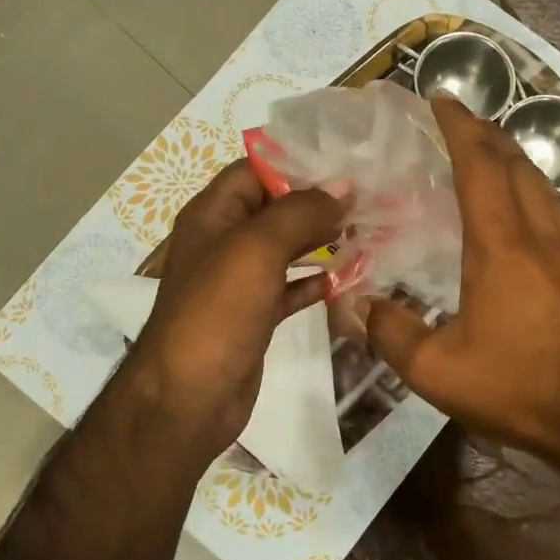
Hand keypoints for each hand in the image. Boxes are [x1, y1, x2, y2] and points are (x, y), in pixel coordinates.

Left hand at [129, 161, 345, 461]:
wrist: (188, 396)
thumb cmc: (217, 311)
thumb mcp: (257, 248)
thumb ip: (300, 212)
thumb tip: (343, 186)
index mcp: (213, 214)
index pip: (255, 170)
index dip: (297, 163)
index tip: (347, 164)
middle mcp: (224, 242)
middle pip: (275, 209)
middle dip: (318, 203)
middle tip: (371, 198)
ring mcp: (239, 282)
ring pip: (286, 249)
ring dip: (322, 241)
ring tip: (369, 231)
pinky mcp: (255, 316)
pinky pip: (290, 288)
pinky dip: (316, 282)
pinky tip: (348, 278)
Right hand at [367, 98, 559, 470]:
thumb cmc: (520, 390)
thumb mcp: (437, 372)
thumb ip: (391, 333)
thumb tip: (356, 305)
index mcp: (501, 246)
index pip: (479, 166)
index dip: (459, 127)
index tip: (442, 99)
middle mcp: (545, 235)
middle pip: (517, 166)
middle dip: (488, 135)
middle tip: (464, 122)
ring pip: (548, 190)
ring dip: (519, 166)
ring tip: (497, 162)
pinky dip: (548, 209)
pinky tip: (544, 227)